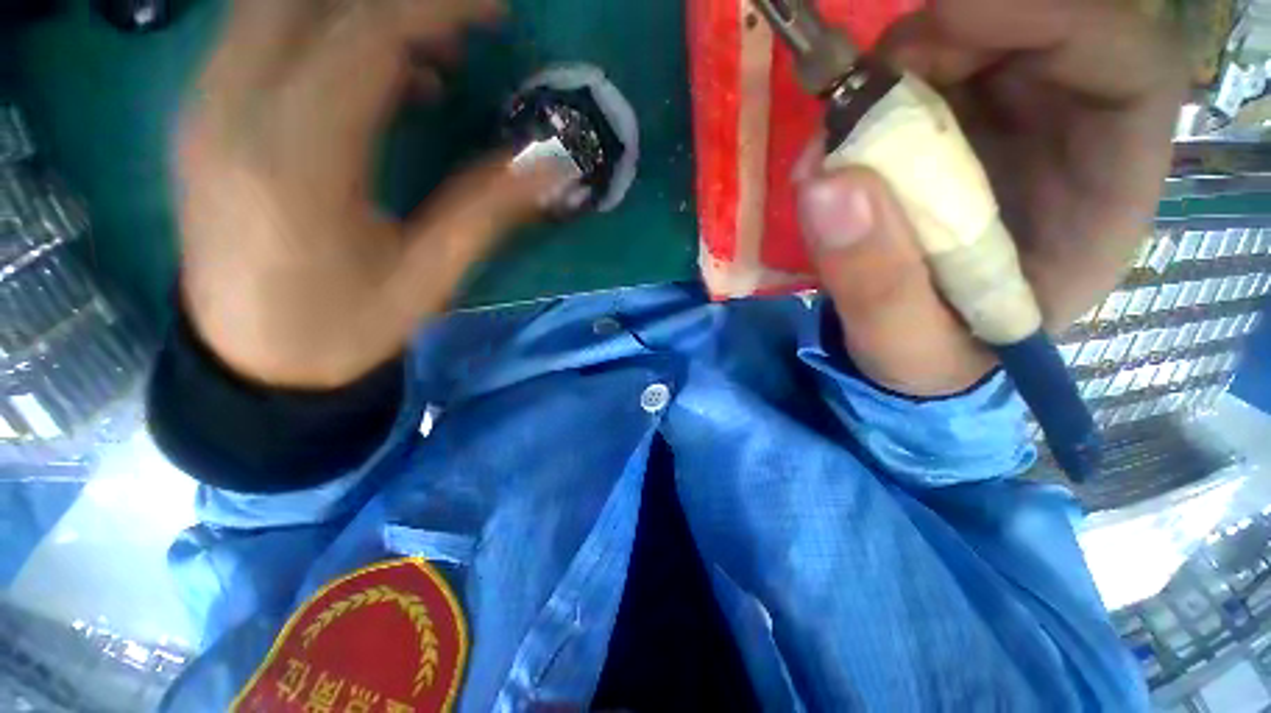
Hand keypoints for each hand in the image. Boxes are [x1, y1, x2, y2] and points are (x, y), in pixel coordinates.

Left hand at [177, 0, 571, 387]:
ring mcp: (208, 107)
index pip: (366, 36)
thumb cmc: (344, 329)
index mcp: (295, 161)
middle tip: (465, 24)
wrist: (253, 364)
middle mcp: (233, 111)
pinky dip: (329, 33)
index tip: (496, 10)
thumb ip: (484, 210)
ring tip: (432, 54)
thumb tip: (549, 165)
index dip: (436, 8)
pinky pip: (263, 35)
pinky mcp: (207, 116)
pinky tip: (381, 79)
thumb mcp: (428, 278)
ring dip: (361, 11)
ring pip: (279, 5)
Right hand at [797, 0, 1183, 396]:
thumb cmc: (928, 358)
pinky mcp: (958, 134)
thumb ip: (872, 282)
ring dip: (898, 66)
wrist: (909, 353)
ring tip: (832, 127)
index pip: (1129, 70)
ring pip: (978, 46)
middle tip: (858, 87)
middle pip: (1042, 36)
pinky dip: (873, 91)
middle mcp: (1071, 145)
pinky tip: (833, 139)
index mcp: (1101, 201)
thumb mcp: (901, 345)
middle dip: (949, 35)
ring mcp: (1012, 131)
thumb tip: (826, 183)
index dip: (1049, 18)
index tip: (940, 27)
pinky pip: (927, 77)